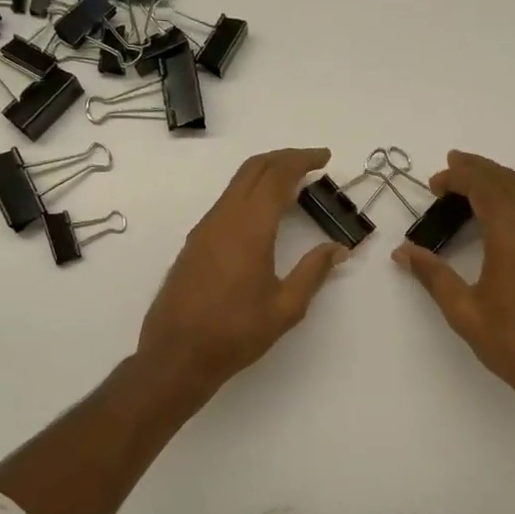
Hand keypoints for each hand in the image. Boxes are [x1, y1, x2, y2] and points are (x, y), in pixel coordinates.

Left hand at [137, 148, 349, 396]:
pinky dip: (249, 195)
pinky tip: (263, 215)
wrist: (177, 354)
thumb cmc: (235, 333)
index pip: (277, 176)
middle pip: (253, 170)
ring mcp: (204, 230)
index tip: (324, 158)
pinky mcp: (194, 244)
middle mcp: (223, 219)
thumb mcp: (285, 307)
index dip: (302, 160)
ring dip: (264, 176)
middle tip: (311, 163)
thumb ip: (313, 272)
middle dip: (283, 159)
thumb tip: (337, 249)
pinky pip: (225, 204)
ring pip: (236, 185)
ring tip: (292, 187)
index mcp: (249, 228)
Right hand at [394, 151, 514, 434]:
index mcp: (512, 237)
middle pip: (509, 182)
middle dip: (479, 169)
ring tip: (474, 184)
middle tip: (451, 167)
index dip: (460, 177)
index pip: (486, 188)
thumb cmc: (512, 344)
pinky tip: (505, 215)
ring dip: (501, 181)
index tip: (435, 182)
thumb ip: (433, 276)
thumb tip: (403, 251)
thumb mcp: (464, 312)